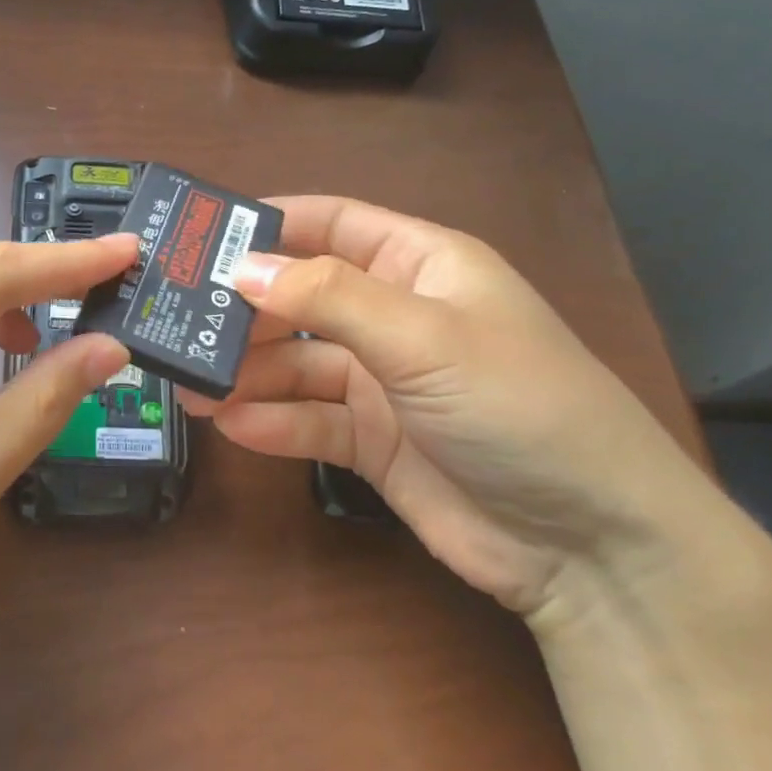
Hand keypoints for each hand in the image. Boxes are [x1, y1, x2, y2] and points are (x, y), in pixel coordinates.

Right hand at [180, 196, 704, 618]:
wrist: (593, 547)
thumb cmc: (519, 407)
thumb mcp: (424, 336)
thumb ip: (329, 298)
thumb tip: (242, 271)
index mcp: (420, 266)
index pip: (331, 223)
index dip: (270, 224)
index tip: (202, 238)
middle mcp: (394, 316)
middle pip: (300, 298)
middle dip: (244, 311)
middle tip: (179, 323)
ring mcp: (382, 382)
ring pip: (296, 364)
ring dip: (246, 373)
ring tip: (190, 386)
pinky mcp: (372, 441)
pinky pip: (308, 421)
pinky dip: (272, 422)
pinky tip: (233, 425)